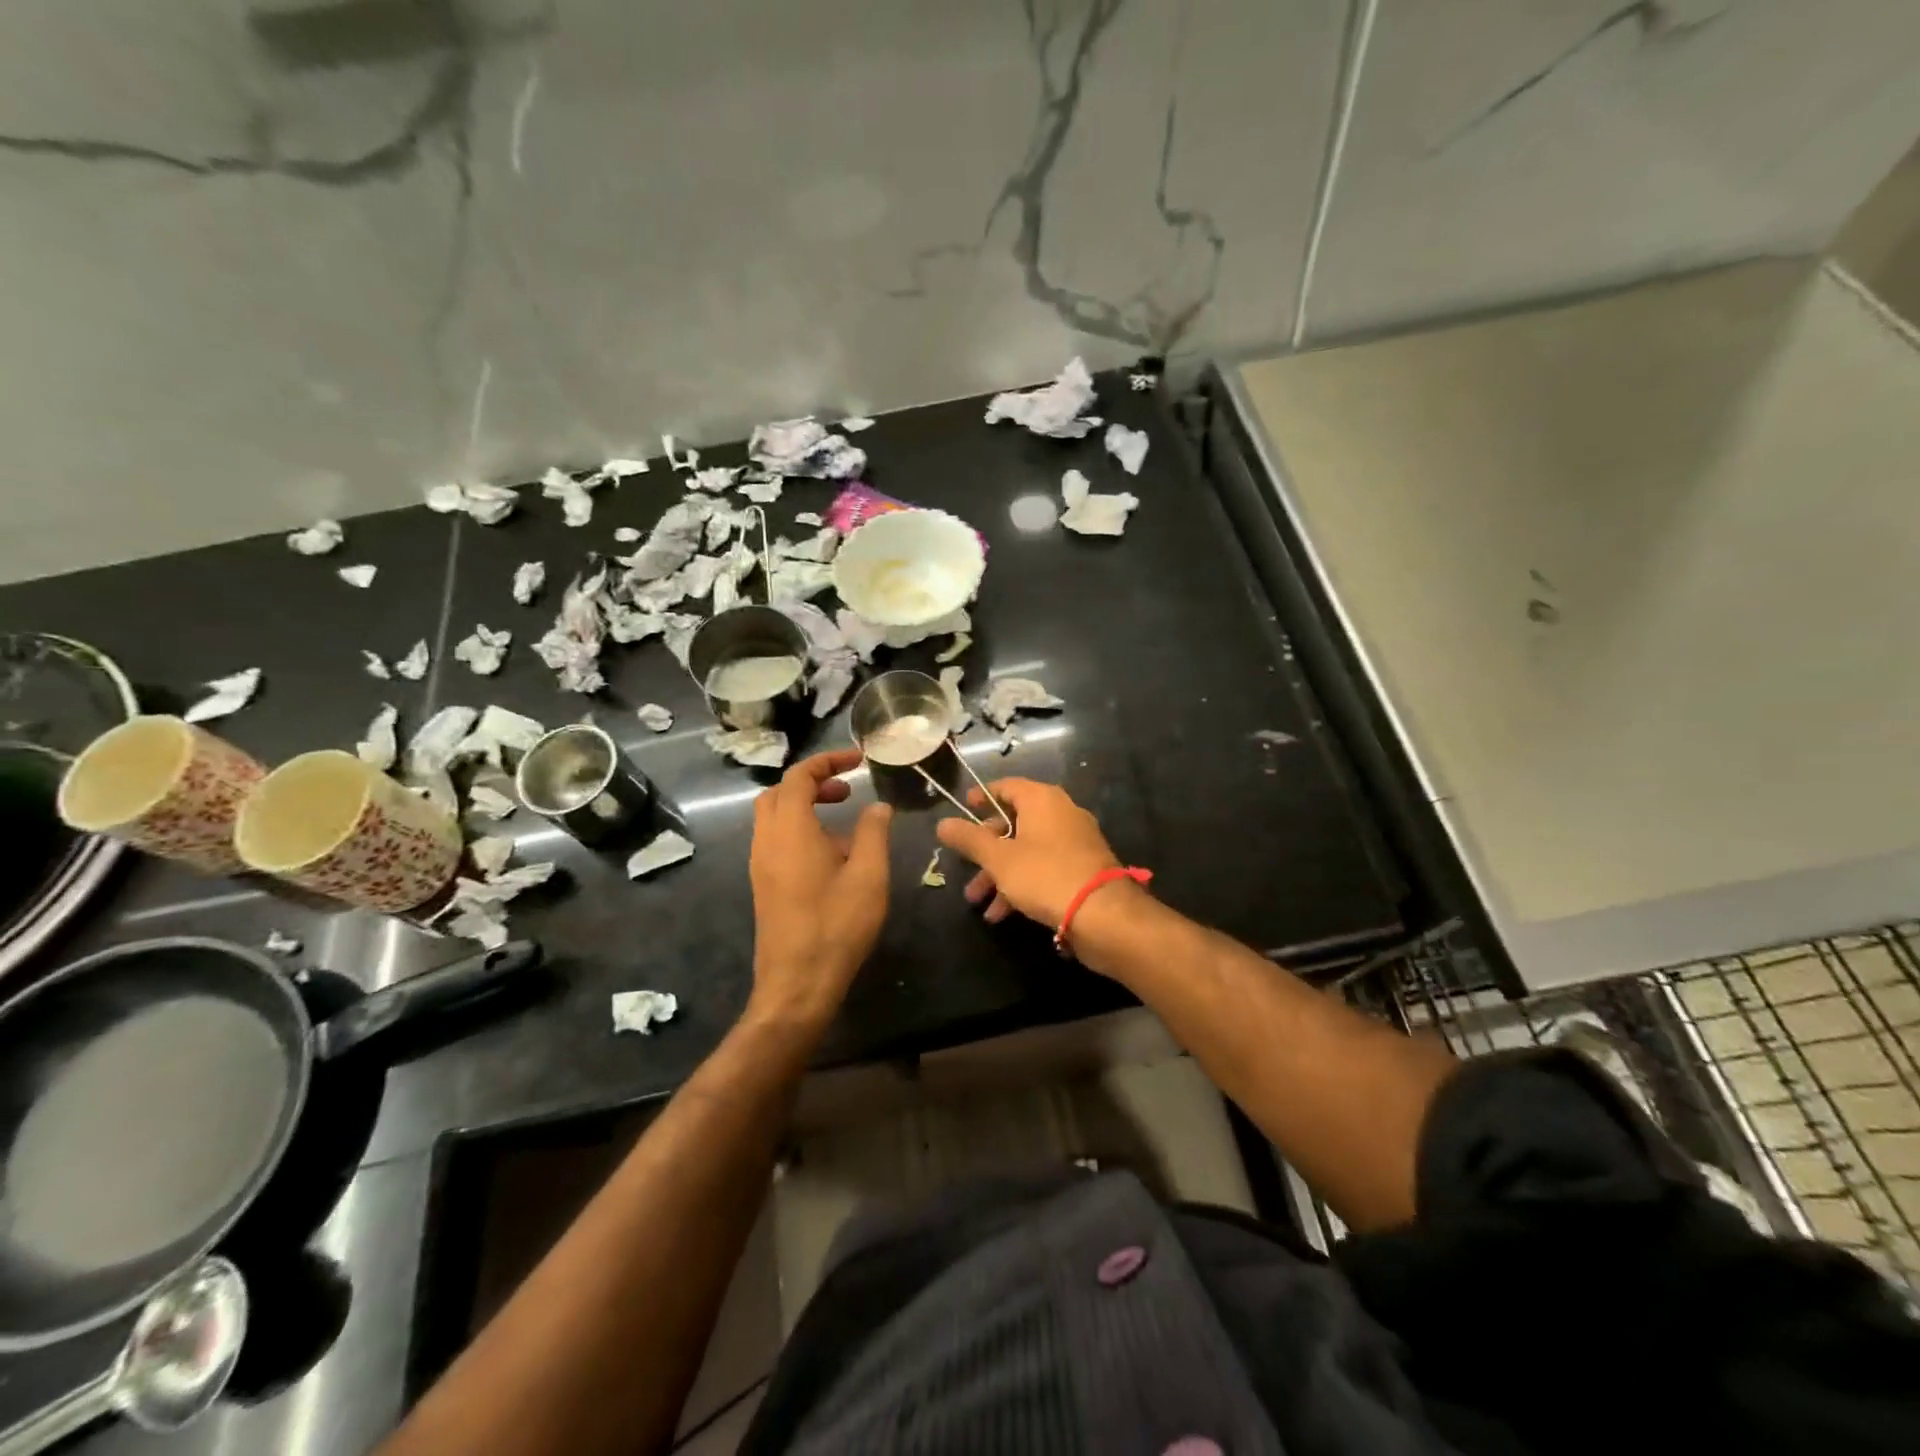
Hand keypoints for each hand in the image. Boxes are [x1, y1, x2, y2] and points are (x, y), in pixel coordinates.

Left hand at [748, 749, 892, 1027]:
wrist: (797, 983)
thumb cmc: (836, 925)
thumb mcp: (869, 875)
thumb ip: (873, 833)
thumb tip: (877, 807)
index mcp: (790, 829)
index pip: (799, 776)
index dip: (828, 761)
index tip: (858, 762)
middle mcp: (766, 840)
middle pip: (779, 792)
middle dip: (813, 782)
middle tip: (847, 790)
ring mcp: (760, 864)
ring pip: (774, 817)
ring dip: (805, 807)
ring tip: (845, 822)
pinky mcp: (763, 885)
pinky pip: (776, 840)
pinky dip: (799, 830)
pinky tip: (832, 857)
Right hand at [935, 778, 1119, 929]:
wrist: (1102, 914)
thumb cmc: (1045, 875)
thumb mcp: (999, 859)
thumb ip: (969, 839)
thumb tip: (942, 823)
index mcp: (1042, 800)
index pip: (1006, 787)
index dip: (982, 797)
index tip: (963, 809)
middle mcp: (1061, 813)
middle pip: (1014, 823)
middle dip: (986, 851)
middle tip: (966, 871)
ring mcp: (1075, 841)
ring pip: (1027, 850)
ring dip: (1000, 875)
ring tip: (980, 904)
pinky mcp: (1083, 868)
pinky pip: (1044, 868)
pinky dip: (1022, 884)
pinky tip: (1003, 914)